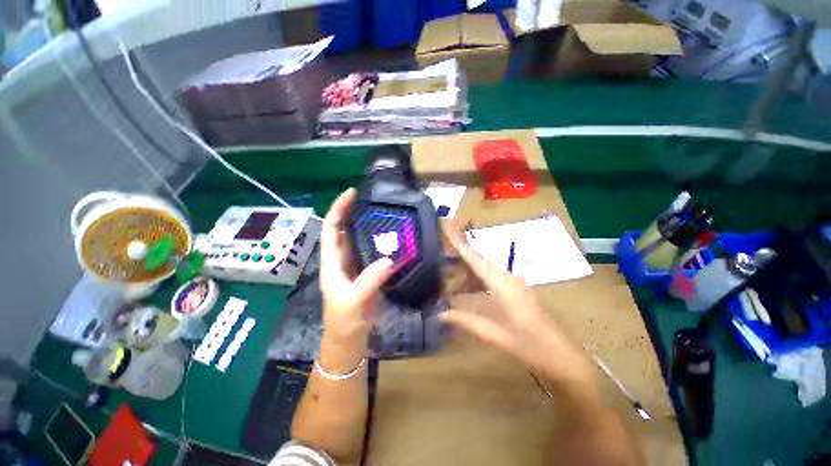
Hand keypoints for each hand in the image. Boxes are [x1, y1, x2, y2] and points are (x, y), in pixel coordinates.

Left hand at [320, 188, 394, 343]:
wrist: (350, 338)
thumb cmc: (344, 321)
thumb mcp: (353, 301)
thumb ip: (369, 281)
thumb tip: (389, 259)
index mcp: (331, 262)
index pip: (330, 228)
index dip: (338, 208)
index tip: (351, 192)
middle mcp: (341, 259)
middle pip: (343, 229)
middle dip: (352, 211)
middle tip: (372, 198)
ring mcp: (354, 265)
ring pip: (358, 238)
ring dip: (366, 224)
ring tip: (384, 212)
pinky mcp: (366, 271)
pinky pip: (371, 250)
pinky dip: (379, 240)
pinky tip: (392, 236)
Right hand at [440, 221, 593, 385]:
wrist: (562, 356)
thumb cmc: (530, 345)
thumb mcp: (495, 334)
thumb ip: (465, 321)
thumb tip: (439, 314)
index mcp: (501, 283)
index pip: (473, 257)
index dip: (457, 239)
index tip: (445, 222)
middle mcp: (505, 276)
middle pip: (475, 259)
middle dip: (455, 255)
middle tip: (435, 254)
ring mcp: (510, 281)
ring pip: (481, 268)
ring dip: (463, 271)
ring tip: (443, 277)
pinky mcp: (512, 288)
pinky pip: (488, 277)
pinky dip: (473, 280)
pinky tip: (463, 289)